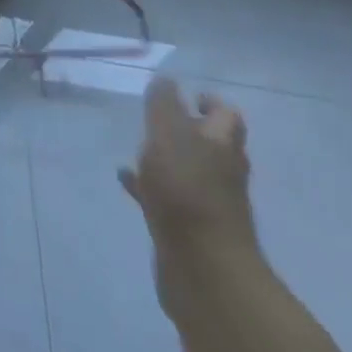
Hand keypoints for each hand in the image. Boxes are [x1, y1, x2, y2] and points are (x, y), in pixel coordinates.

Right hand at [120, 77, 258, 261]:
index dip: (210, 103)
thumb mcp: (169, 135)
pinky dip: (149, 187)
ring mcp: (208, 204)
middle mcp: (222, 172)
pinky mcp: (189, 229)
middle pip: (212, 145)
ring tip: (137, 147)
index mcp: (222, 146)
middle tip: (160, 119)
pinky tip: (125, 179)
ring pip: (188, 171)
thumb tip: (166, 80)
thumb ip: (164, 105)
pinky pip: (168, 198)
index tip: (189, 95)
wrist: (204, 270)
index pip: (226, 116)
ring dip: (167, 159)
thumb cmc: (187, 191)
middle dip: (190, 131)